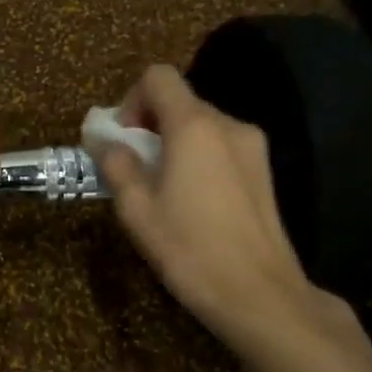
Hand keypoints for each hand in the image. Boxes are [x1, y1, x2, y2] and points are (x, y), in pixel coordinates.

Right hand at [97, 64, 335, 350]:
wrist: (260, 294)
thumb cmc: (189, 249)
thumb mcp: (136, 209)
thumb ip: (117, 165)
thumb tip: (107, 143)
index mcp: (194, 126)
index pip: (159, 77)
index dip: (132, 99)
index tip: (124, 138)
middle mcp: (228, 125)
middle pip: (181, 100)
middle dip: (150, 124)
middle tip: (134, 166)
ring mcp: (253, 147)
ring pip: (202, 124)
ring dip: (174, 142)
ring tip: (162, 188)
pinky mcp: (264, 171)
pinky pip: (221, 146)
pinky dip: (198, 157)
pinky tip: (192, 200)